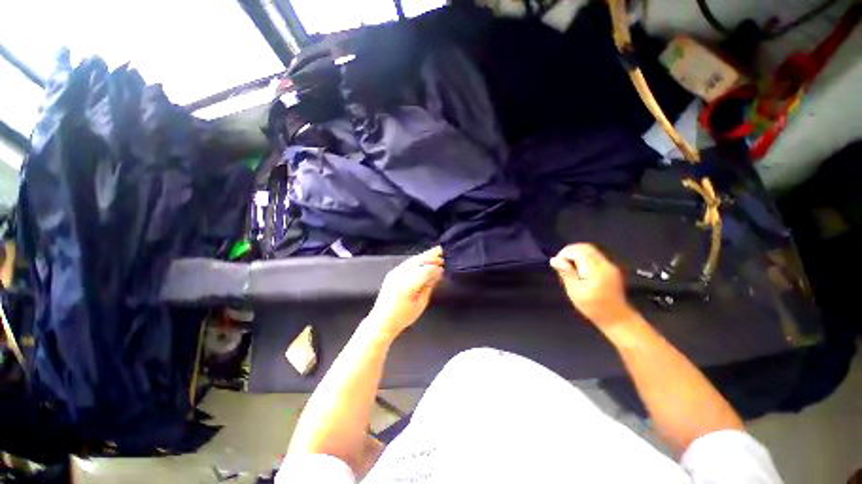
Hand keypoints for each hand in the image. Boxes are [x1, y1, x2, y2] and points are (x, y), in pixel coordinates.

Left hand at [365, 247, 444, 337]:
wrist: (382, 320)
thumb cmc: (403, 316)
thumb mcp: (421, 304)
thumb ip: (429, 287)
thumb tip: (436, 274)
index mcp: (407, 286)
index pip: (425, 271)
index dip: (435, 268)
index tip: (443, 269)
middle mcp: (400, 276)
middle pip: (417, 261)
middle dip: (430, 256)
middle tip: (441, 252)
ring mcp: (394, 273)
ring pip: (412, 260)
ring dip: (424, 256)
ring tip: (434, 252)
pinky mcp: (392, 273)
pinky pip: (407, 262)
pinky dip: (416, 259)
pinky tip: (423, 259)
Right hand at [550, 244, 636, 327]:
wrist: (616, 317)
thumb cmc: (592, 306)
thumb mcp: (575, 291)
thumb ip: (566, 273)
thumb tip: (554, 259)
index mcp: (595, 269)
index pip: (578, 251)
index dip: (565, 253)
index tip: (557, 264)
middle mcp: (604, 264)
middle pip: (585, 247)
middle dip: (570, 251)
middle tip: (561, 263)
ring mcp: (609, 265)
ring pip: (590, 250)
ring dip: (577, 254)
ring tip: (569, 267)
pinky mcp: (611, 269)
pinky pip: (595, 256)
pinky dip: (584, 258)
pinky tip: (579, 270)